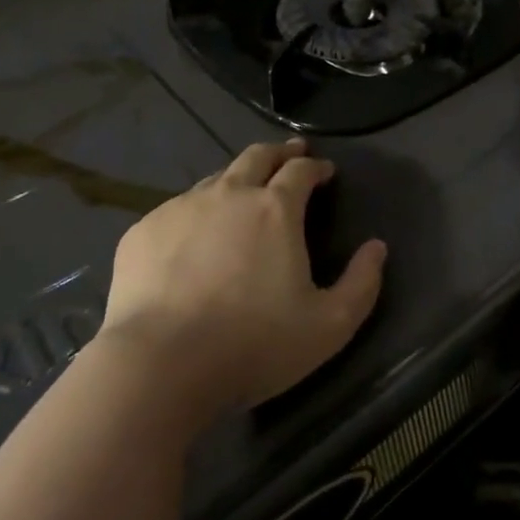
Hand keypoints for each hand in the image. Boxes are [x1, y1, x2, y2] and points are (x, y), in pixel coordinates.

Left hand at [98, 138, 385, 424]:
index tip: (325, 171)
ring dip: (236, 180)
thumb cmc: (253, 345)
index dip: (316, 167)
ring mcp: (180, 208)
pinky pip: (176, 210)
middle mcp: (229, 194)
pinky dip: (195, 214)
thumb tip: (377, 247)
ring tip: (242, 194)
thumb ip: (361, 284)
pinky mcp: (143, 231)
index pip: (301, 170)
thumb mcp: (328, 326)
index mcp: (275, 209)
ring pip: (215, 179)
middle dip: (279, 153)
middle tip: (290, 155)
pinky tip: (192, 238)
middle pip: (257, 156)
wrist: (159, 365)